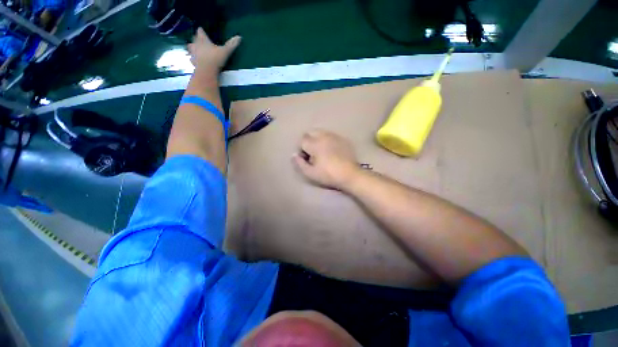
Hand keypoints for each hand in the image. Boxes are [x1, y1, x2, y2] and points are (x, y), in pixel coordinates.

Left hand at [187, 28, 240, 75]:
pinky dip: (194, 58)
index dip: (201, 31)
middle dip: (196, 39)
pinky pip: (192, 58)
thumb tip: (239, 37)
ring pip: (191, 48)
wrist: (205, 71)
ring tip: (197, 49)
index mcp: (203, 40)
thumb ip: (231, 44)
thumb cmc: (215, 59)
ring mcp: (193, 54)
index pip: (200, 32)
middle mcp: (196, 44)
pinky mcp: (193, 62)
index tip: (202, 30)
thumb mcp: (225, 51)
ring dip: (194, 48)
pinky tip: (197, 61)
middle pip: (194, 39)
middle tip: (199, 39)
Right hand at [292, 130, 360, 189]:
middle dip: (308, 140)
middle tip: (312, 153)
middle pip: (311, 132)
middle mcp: (324, 136)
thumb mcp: (311, 173)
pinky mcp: (343, 139)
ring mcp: (335, 136)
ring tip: (322, 151)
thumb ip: (300, 163)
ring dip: (318, 139)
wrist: (350, 175)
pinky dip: (328, 140)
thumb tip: (294, 155)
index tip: (306, 157)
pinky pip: (331, 136)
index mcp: (315, 144)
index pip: (302, 140)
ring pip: (321, 132)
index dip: (302, 149)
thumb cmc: (328, 175)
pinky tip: (332, 150)